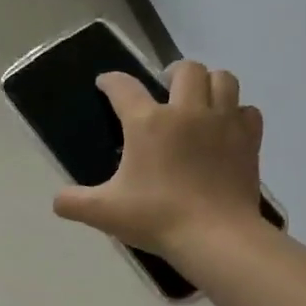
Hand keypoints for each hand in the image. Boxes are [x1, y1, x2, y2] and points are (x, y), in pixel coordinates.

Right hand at [52, 61, 266, 259]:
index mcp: (148, 123)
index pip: (124, 87)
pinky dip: (237, 114)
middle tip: (165, 90)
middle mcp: (187, 111)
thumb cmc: (157, 218)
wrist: (215, 236)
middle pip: (186, 69)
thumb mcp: (105, 212)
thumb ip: (74, 202)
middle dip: (173, 73)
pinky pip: (247, 111)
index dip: (111, 81)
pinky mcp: (248, 140)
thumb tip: (57, 200)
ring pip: (223, 79)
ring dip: (210, 83)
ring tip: (200, 100)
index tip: (105, 83)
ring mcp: (223, 122)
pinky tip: (227, 129)